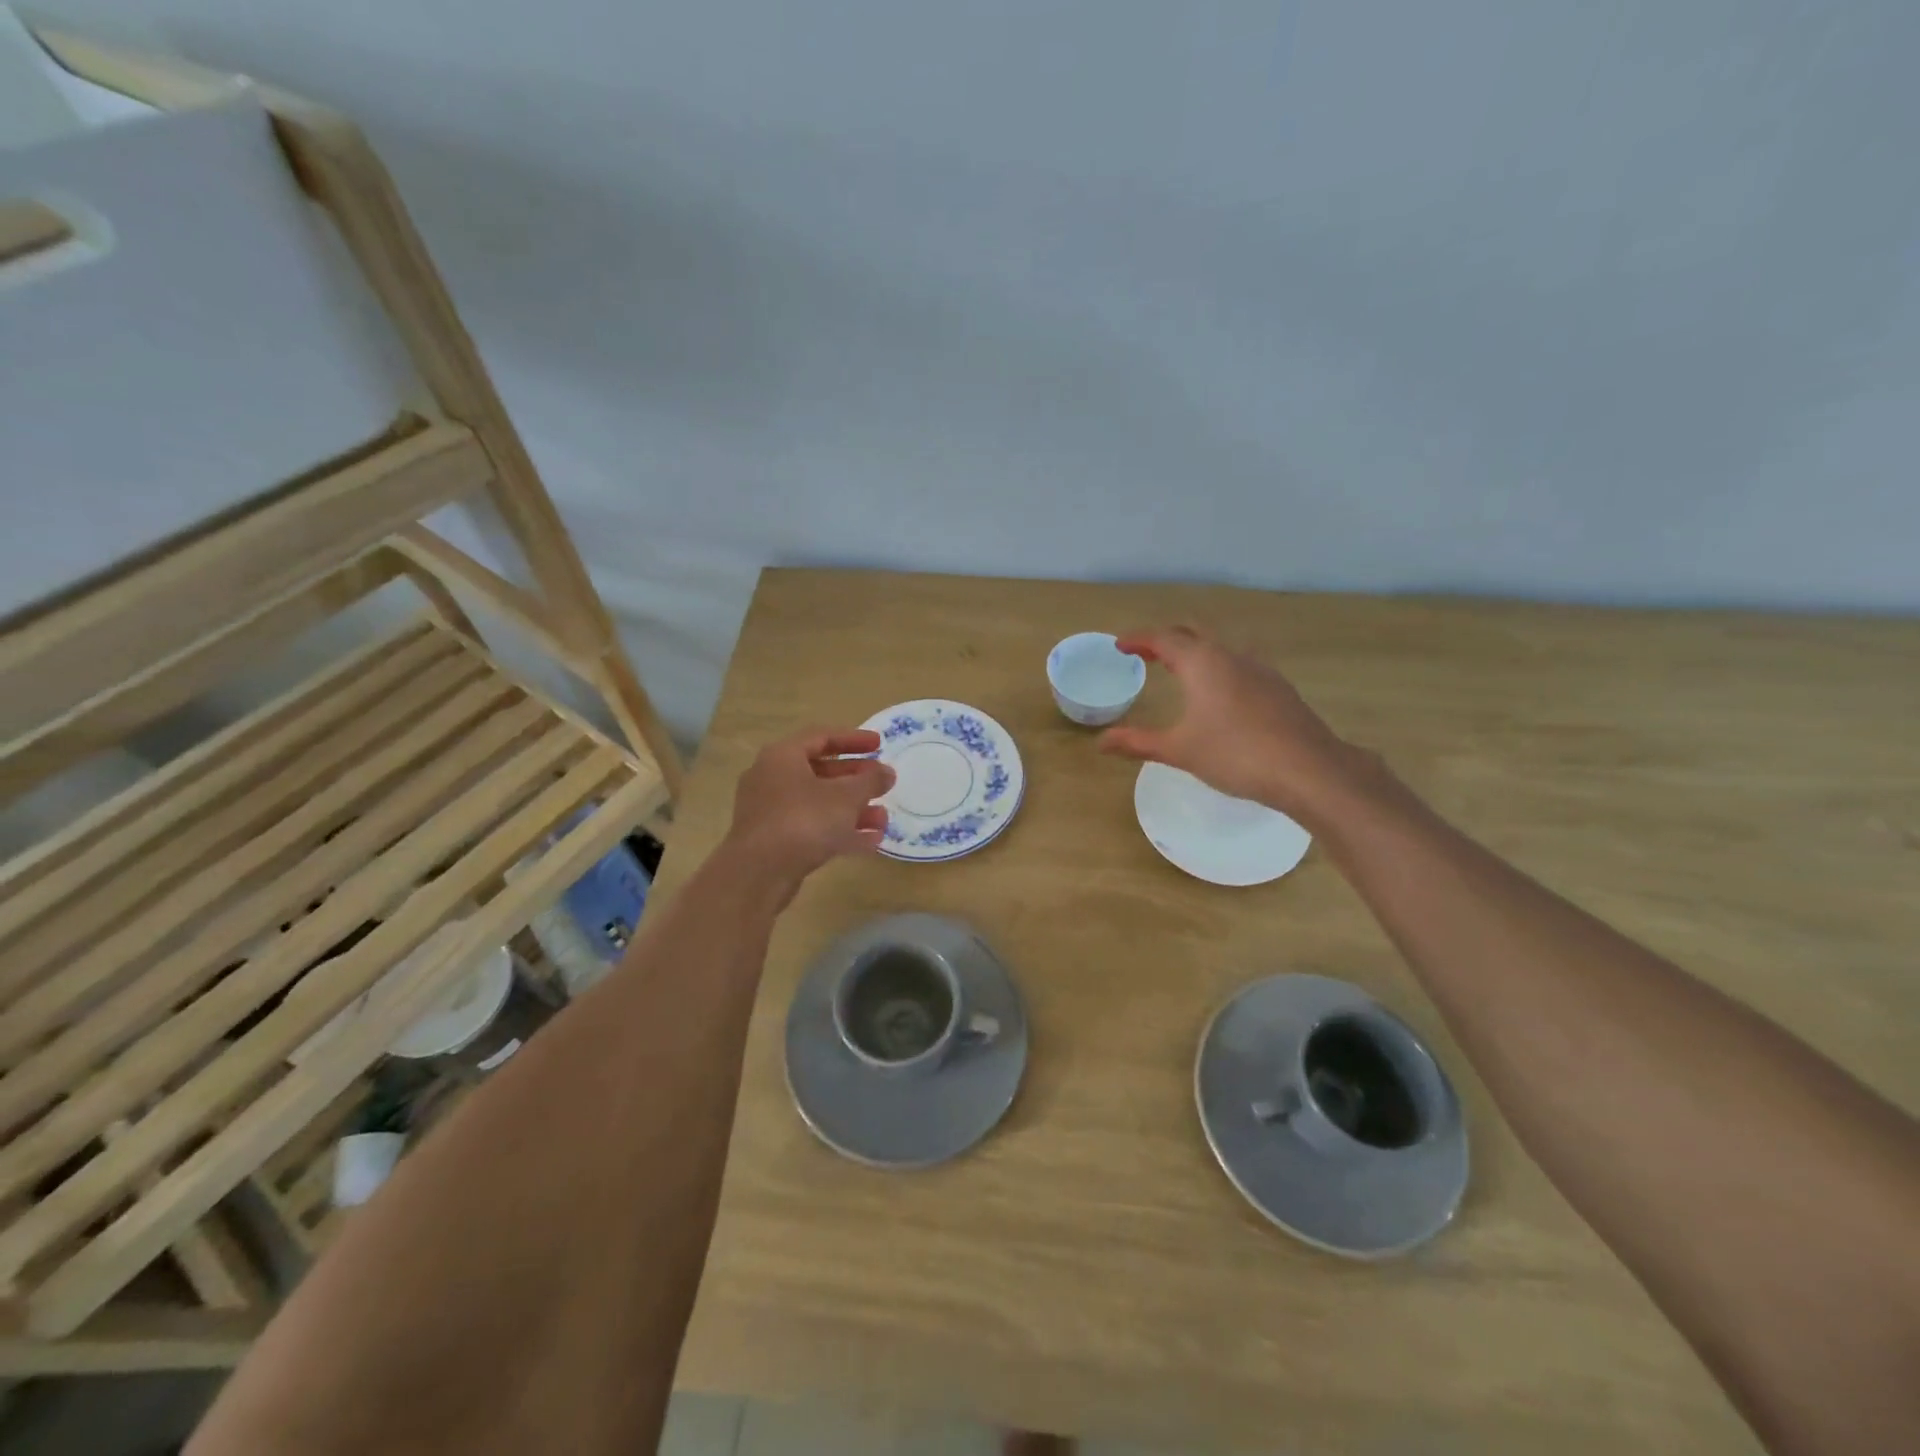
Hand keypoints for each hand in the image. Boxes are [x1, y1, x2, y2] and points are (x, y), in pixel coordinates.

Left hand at [724, 727, 895, 890]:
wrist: (758, 874)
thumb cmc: (804, 821)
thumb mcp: (846, 797)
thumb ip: (870, 781)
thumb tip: (887, 772)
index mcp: (783, 756)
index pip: (822, 737)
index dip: (854, 739)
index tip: (880, 744)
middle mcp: (772, 778)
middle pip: (821, 771)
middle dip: (856, 780)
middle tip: (883, 783)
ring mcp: (771, 811)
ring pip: (818, 803)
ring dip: (852, 809)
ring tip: (882, 820)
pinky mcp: (774, 840)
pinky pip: (811, 827)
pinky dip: (838, 831)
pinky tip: (870, 842)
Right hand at [1098, 626, 1371, 824]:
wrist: (1309, 770)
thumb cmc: (1236, 754)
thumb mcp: (1180, 750)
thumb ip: (1138, 742)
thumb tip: (1101, 742)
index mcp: (1202, 662)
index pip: (1163, 638)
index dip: (1139, 639)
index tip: (1120, 645)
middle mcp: (1231, 656)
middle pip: (1193, 633)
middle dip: (1167, 638)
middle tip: (1146, 652)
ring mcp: (1260, 670)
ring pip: (1220, 647)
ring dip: (1195, 650)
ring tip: (1180, 669)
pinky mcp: (1278, 688)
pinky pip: (1239, 664)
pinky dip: (1218, 667)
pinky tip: (1220, 693)